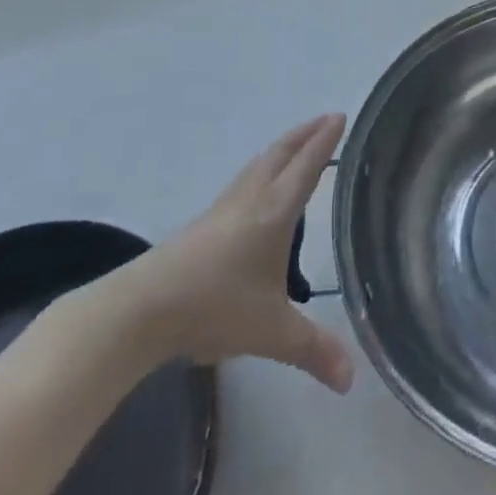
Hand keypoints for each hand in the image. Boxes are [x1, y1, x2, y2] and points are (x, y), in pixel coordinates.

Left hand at [84, 114, 355, 392]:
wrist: (144, 307)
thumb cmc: (216, 306)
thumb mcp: (271, 331)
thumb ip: (313, 350)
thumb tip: (351, 379)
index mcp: (276, 210)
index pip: (307, 166)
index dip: (325, 140)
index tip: (341, 115)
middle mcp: (252, 198)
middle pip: (282, 153)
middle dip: (306, 134)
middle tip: (326, 119)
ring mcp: (224, 207)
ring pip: (259, 164)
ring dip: (283, 148)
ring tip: (296, 146)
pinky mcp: (204, 222)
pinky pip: (244, 180)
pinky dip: (262, 169)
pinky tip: (257, 188)